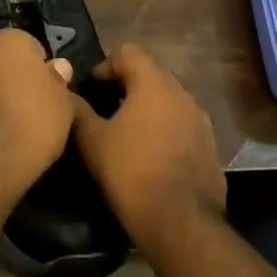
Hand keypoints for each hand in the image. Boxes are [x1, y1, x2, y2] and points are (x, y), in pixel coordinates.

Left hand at [0, 28, 77, 193]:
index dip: (39, 67)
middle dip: (12, 80)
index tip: (48, 90)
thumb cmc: (33, 120)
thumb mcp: (62, 102)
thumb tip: (58, 66)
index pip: (28, 44)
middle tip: (31, 108)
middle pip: (0, 64)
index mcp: (8, 42)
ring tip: (11, 130)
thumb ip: (58, 80)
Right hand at [72, 43, 224, 247]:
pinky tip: (151, 156)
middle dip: (127, 86)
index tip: (91, 89)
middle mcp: (182, 93)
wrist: (182, 224)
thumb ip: (77, 110)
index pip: (128, 52)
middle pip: (150, 74)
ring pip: (168, 101)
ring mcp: (201, 120)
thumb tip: (65, 91)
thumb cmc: (132, 174)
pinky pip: (182, 125)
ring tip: (127, 134)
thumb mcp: (93, 142)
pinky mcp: (211, 146)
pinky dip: (165, 130)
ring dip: (148, 109)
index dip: (105, 65)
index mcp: (154, 84)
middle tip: (105, 110)